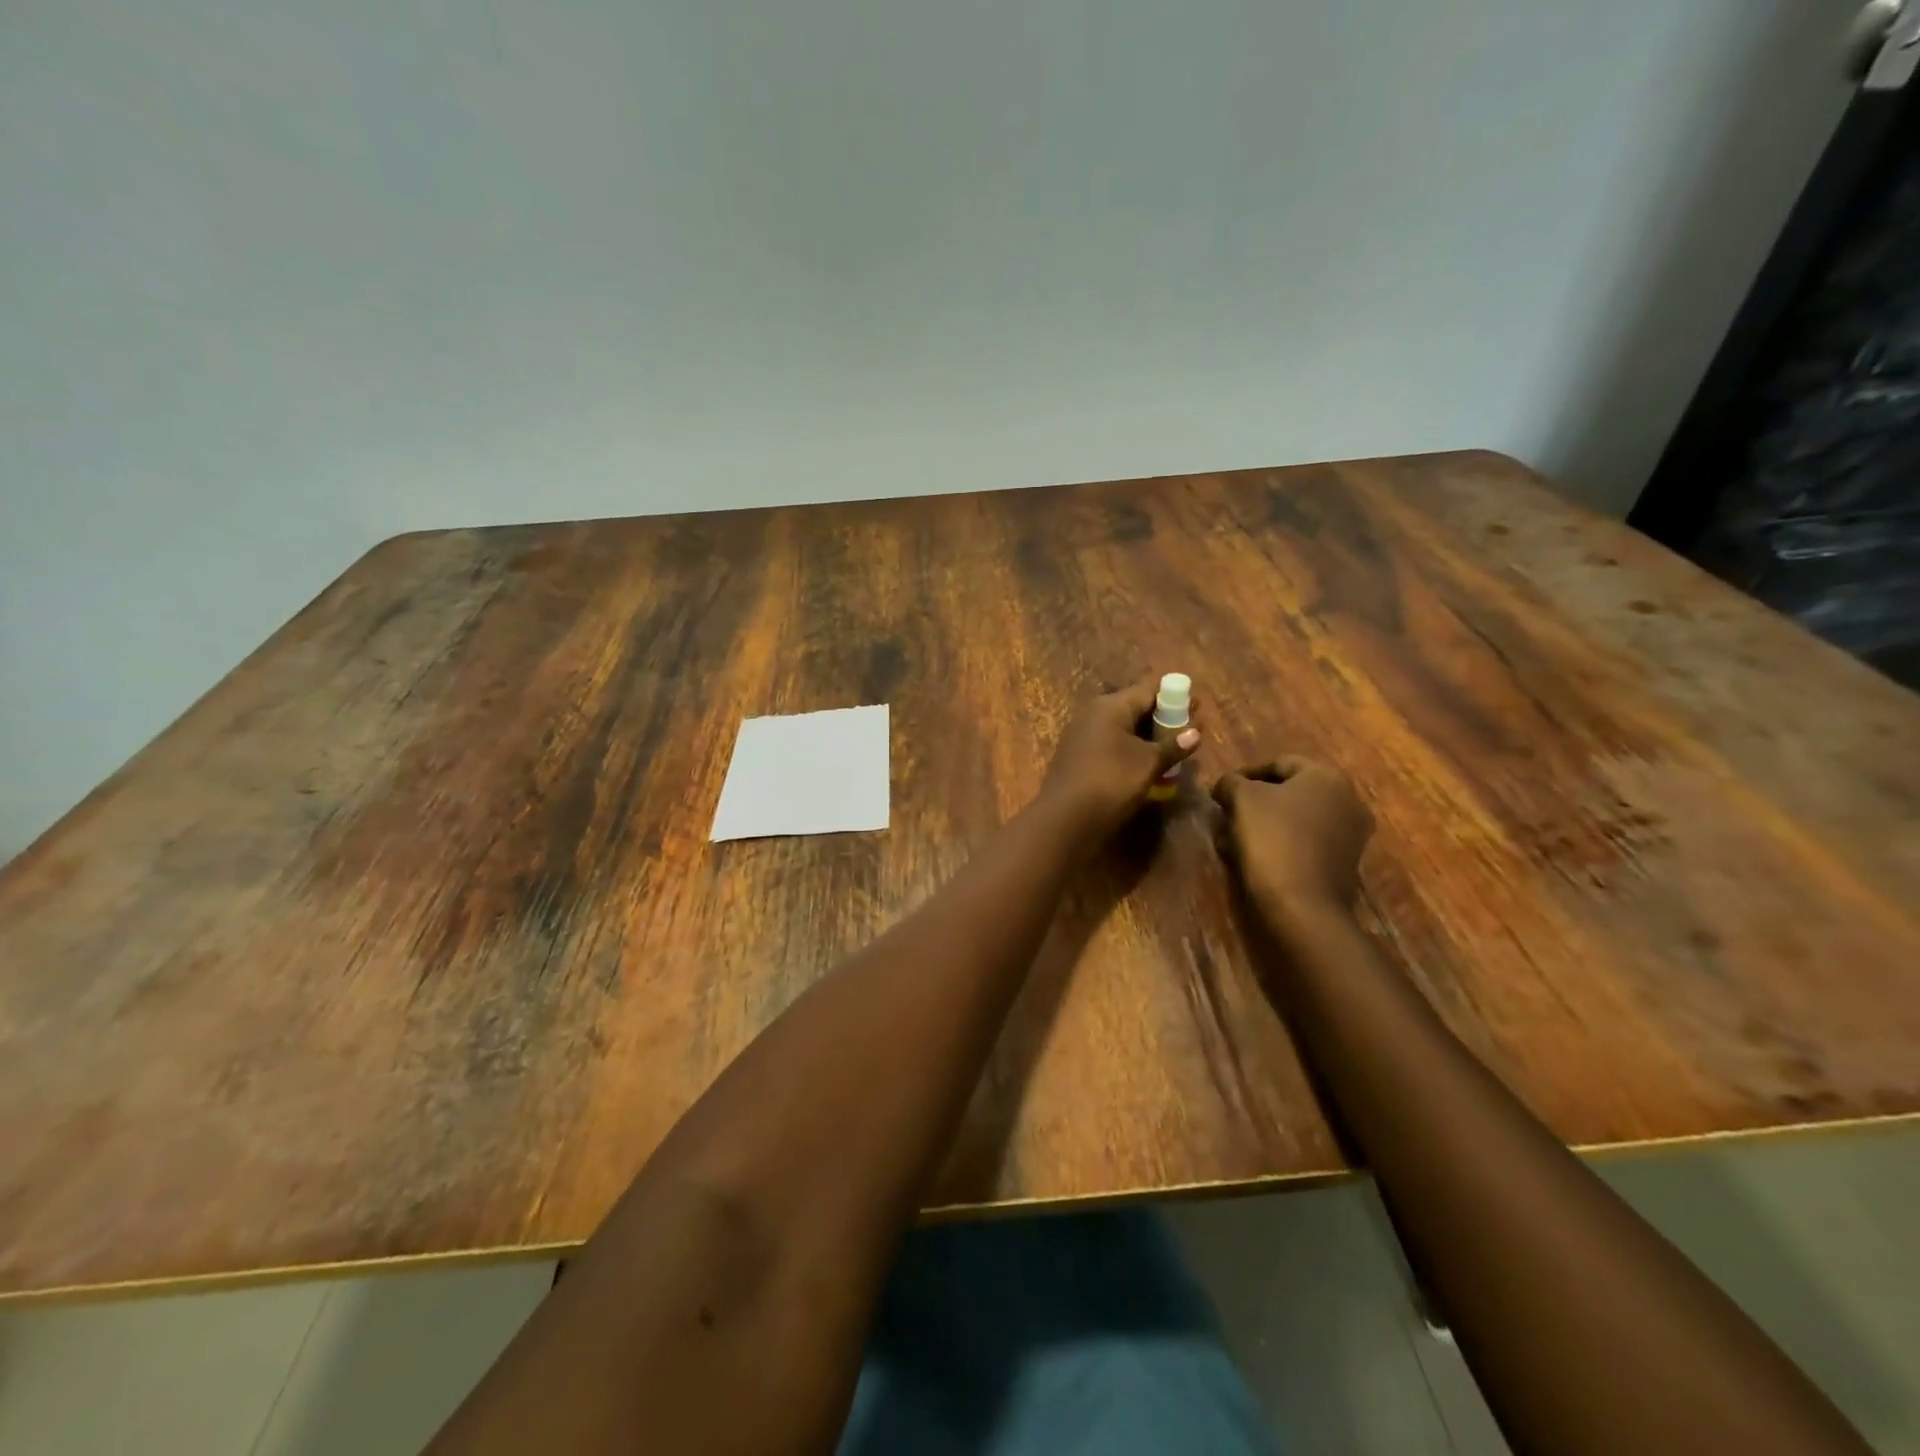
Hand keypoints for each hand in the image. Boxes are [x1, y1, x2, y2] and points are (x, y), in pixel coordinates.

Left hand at [1039, 677, 1200, 837]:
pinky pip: (1112, 745)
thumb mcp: (1148, 763)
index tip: (1198, 705)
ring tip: (1175, 748)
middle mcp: (1094, 714)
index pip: (1148, 690)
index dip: (1175, 696)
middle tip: (1191, 729)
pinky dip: (1132, 750)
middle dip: (1164, 717)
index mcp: (1110, 706)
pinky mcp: (1079, 757)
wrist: (1065, 818)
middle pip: (1135, 707)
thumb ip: (1173, 746)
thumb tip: (1196, 732)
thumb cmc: (1111, 781)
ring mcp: (1083, 736)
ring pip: (1124, 728)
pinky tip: (1148, 764)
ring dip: (1149, 737)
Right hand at [1213, 758, 1374, 923]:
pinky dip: (1281, 843)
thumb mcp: (1241, 799)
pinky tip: (1255, 856)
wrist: (1302, 904)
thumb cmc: (1273, 838)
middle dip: (1256, 800)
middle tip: (1227, 813)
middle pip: (1291, 791)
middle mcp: (1348, 800)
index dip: (1245, 773)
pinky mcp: (1345, 864)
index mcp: (1327, 777)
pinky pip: (1306, 842)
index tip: (1221, 789)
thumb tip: (1227, 785)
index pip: (1279, 762)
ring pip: (1297, 819)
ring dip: (1265, 823)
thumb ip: (1231, 782)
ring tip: (1234, 837)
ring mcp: (1351, 835)